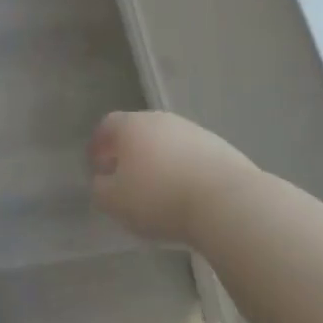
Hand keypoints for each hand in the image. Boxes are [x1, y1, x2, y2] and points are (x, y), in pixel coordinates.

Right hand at [90, 110, 254, 244]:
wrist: (226, 203)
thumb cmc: (160, 199)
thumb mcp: (116, 202)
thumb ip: (101, 189)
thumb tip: (102, 181)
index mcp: (132, 126)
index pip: (107, 125)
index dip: (99, 145)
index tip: (96, 165)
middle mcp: (161, 120)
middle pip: (139, 131)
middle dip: (129, 152)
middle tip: (125, 177)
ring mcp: (193, 131)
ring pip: (167, 143)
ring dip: (159, 160)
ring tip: (158, 189)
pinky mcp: (220, 148)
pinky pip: (192, 156)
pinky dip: (184, 170)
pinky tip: (187, 194)